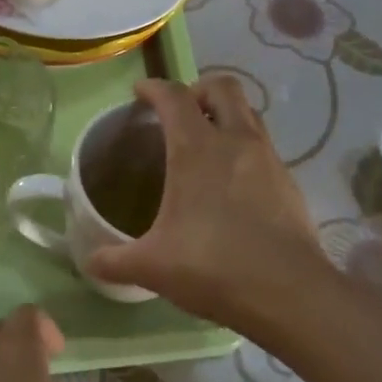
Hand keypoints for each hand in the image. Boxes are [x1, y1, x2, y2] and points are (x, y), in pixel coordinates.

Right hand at [86, 76, 331, 335]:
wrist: (289, 293)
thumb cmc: (212, 267)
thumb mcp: (152, 266)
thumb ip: (114, 260)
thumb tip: (91, 260)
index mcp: (197, 149)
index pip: (174, 97)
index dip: (154, 88)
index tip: (139, 93)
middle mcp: (237, 142)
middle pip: (223, 88)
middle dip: (198, 89)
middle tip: (180, 112)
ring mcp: (269, 160)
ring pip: (249, 115)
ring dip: (226, 116)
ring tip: (207, 144)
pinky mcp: (290, 184)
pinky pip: (264, 149)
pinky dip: (245, 151)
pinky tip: (233, 185)